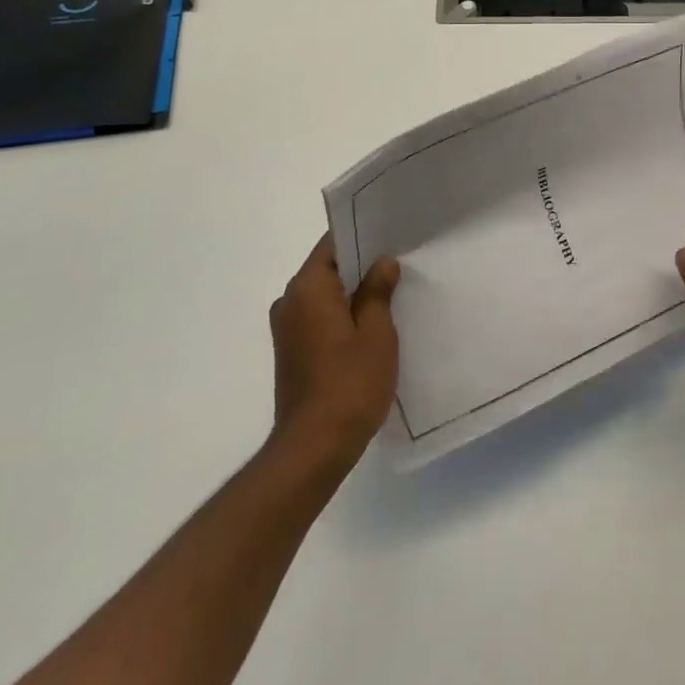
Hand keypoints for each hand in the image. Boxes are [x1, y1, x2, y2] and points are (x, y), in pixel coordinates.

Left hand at [268, 235, 400, 469]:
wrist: (314, 447)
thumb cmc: (350, 383)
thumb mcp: (376, 332)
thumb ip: (377, 291)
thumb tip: (382, 263)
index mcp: (307, 288)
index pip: (332, 245)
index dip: (361, 238)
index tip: (389, 237)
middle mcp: (289, 301)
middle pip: (327, 269)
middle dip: (360, 267)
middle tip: (398, 266)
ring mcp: (286, 329)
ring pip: (324, 296)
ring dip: (352, 295)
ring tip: (390, 297)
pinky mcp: (291, 352)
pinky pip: (318, 318)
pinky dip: (341, 316)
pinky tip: (369, 329)